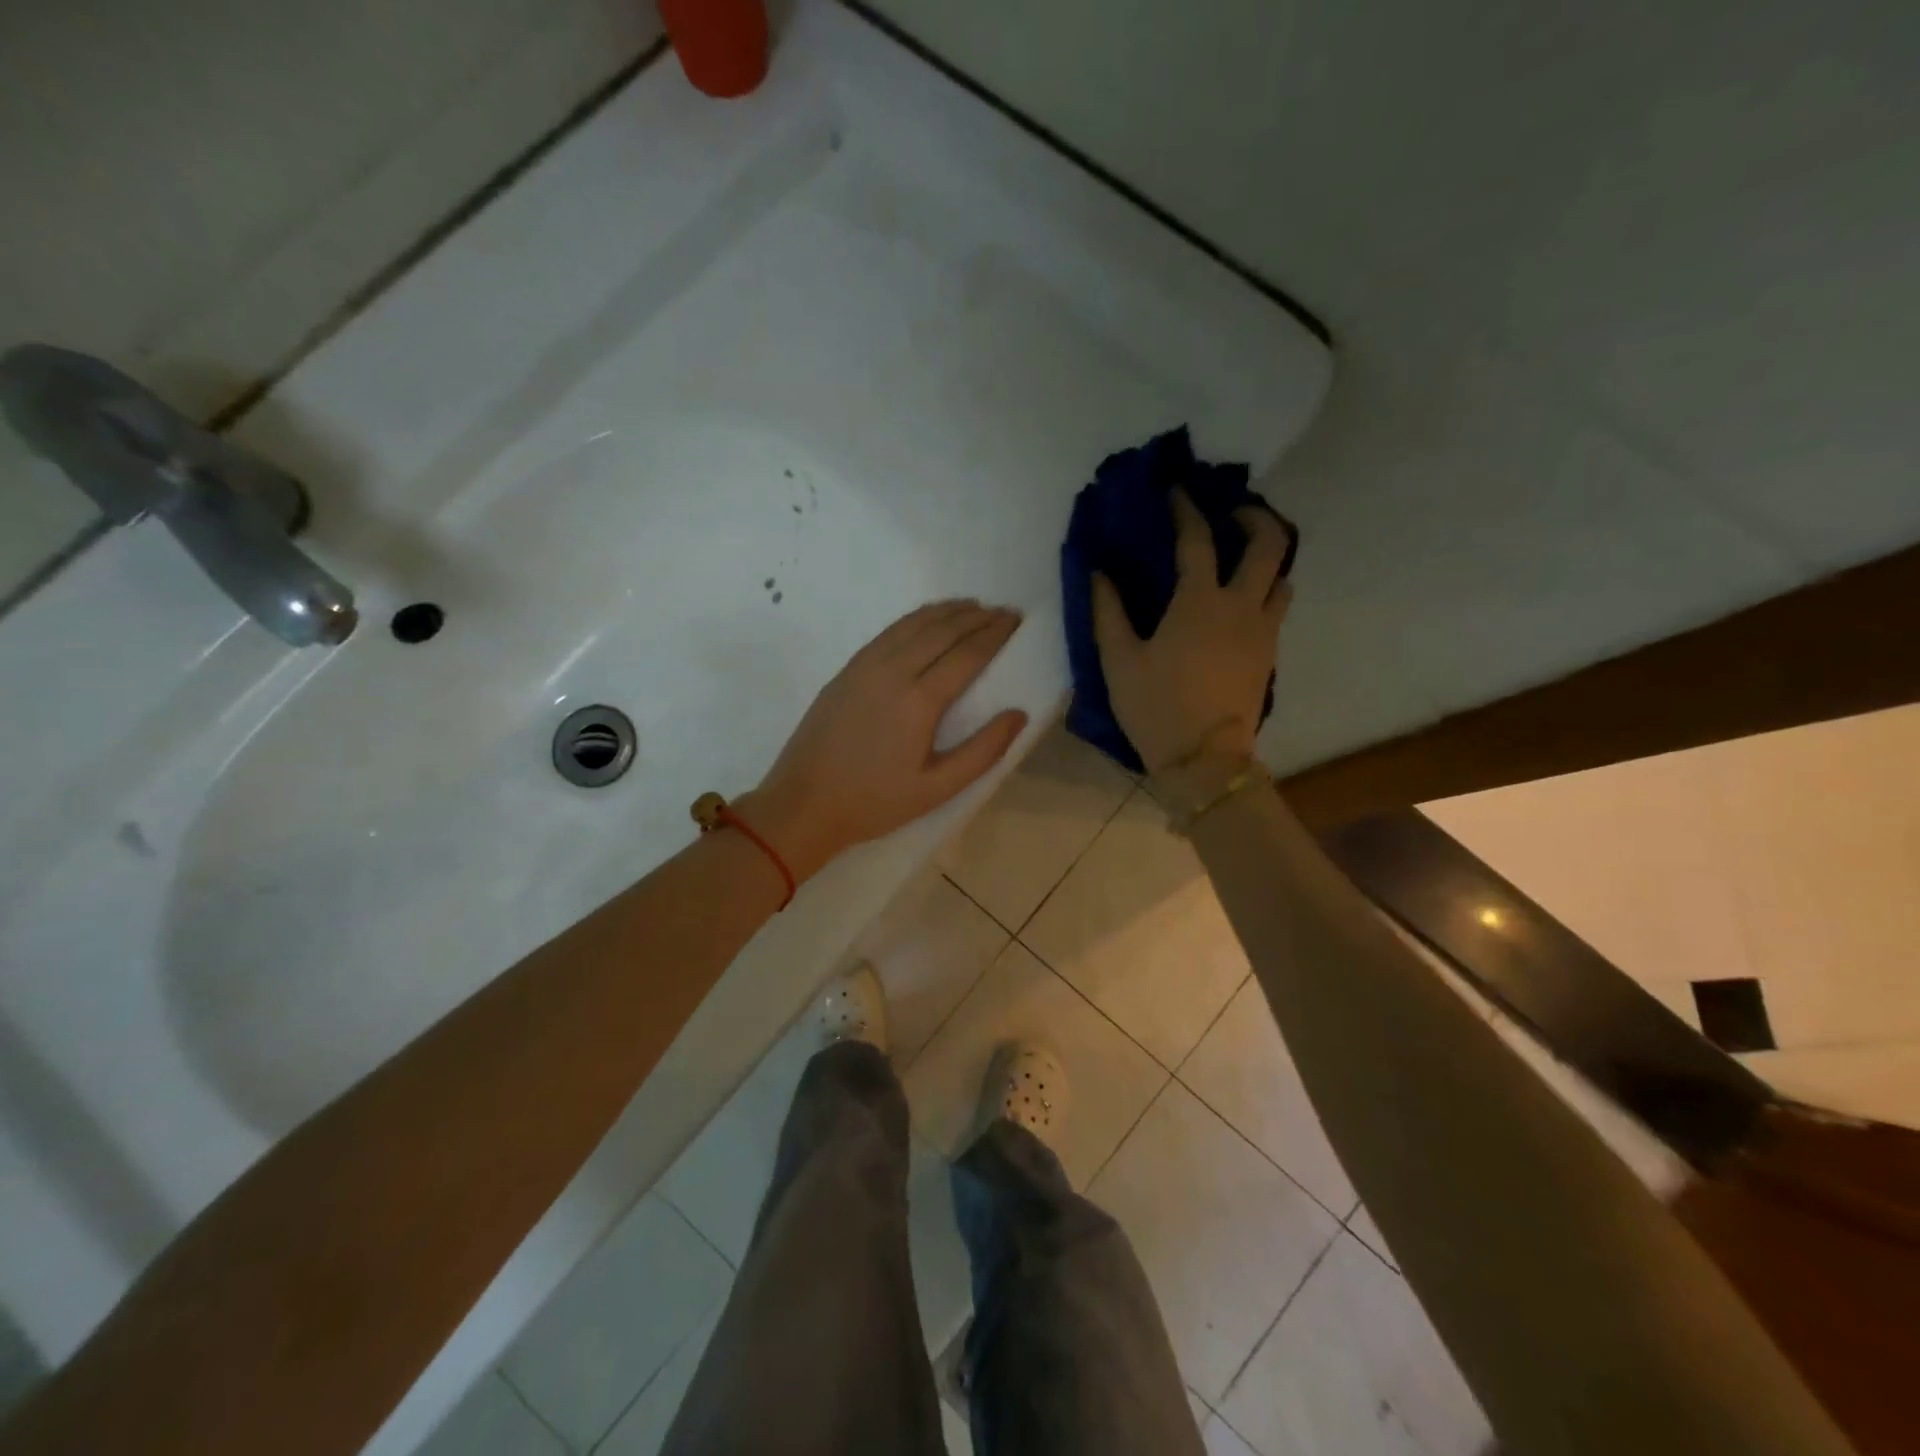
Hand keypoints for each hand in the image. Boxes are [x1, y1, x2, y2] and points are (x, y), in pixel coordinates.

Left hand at [740, 600, 1028, 879]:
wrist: (804, 803)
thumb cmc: (875, 802)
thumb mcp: (937, 789)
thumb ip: (983, 751)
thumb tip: (1018, 714)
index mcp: (919, 701)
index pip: (967, 653)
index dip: (995, 634)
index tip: (1016, 620)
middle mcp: (893, 671)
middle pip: (943, 631)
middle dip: (977, 617)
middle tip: (1004, 611)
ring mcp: (865, 666)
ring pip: (914, 624)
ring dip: (947, 611)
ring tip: (973, 606)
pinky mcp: (848, 669)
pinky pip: (890, 631)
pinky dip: (916, 618)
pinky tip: (928, 618)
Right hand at [1092, 489, 1291, 777]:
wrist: (1205, 759)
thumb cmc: (1155, 707)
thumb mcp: (1118, 660)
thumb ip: (1107, 611)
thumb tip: (1098, 572)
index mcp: (1199, 602)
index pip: (1197, 540)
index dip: (1186, 509)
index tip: (1177, 490)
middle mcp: (1241, 606)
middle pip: (1269, 544)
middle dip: (1255, 517)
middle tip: (1231, 513)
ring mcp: (1263, 630)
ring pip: (1282, 576)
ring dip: (1266, 558)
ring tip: (1242, 558)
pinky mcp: (1270, 654)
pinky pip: (1277, 607)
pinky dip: (1265, 590)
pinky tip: (1242, 602)